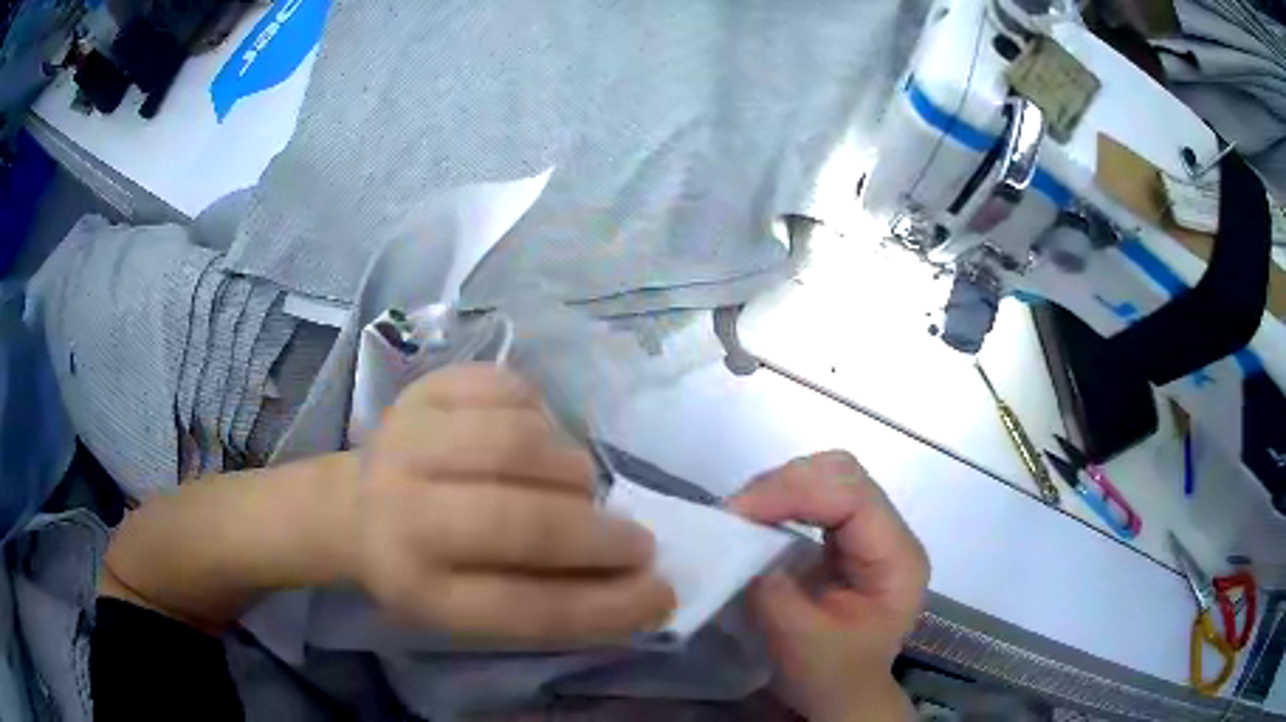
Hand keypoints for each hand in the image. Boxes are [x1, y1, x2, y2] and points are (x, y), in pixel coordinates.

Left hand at [352, 365, 675, 644]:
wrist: (351, 506)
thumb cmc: (423, 569)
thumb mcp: (471, 610)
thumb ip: (548, 601)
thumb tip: (641, 586)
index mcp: (417, 585)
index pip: (524, 607)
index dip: (604, 607)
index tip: (661, 596)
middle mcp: (404, 511)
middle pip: (520, 524)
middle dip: (598, 537)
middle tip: (637, 543)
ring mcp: (409, 438)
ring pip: (521, 446)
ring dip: (572, 472)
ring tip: (577, 490)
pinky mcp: (424, 388)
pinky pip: (511, 390)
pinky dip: (543, 417)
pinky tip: (537, 440)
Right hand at [729, 452, 928, 721]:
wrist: (844, 695)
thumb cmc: (832, 676)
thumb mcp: (799, 641)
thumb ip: (772, 589)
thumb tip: (741, 544)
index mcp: (897, 559)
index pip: (853, 497)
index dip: (795, 492)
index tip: (740, 512)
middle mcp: (890, 534)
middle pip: (844, 475)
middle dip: (785, 484)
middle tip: (737, 512)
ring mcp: (870, 533)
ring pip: (829, 478)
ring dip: (780, 489)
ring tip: (742, 515)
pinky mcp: (847, 538)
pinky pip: (816, 499)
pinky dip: (781, 501)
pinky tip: (758, 519)